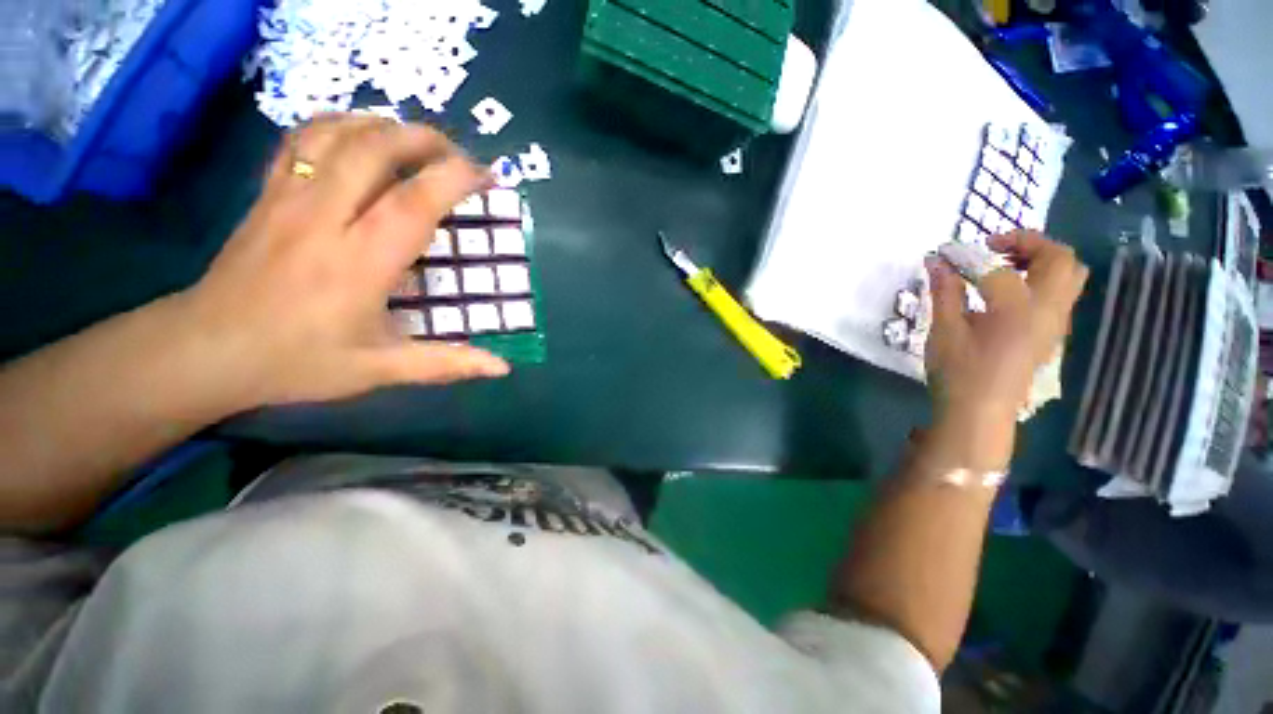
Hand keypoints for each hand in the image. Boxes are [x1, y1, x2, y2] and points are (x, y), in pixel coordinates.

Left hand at [179, 114, 509, 407]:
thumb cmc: (298, 361)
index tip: (486, 177)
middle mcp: (324, 218)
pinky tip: (360, 136)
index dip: (455, 179)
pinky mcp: (267, 193)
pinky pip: (302, 139)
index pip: (414, 202)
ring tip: (416, 142)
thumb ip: (446, 364)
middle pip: (375, 149)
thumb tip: (502, 368)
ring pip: (337, 133)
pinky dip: (338, 125)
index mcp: (359, 263)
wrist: (207, 349)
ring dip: (384, 126)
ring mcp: (289, 198)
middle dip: (425, 140)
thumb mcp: (379, 370)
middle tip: (458, 156)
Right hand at [925, 230, 1087, 427]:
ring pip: (1069, 274)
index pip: (997, 267)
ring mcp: (1056, 321)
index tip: (944, 254)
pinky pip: (1061, 292)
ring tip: (1003, 266)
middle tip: (992, 248)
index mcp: (1017, 309)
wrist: (980, 413)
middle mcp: (1048, 310)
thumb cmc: (959, 373)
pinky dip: (1041, 278)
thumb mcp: (945, 331)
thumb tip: (937, 261)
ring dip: (1041, 259)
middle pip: (1060, 258)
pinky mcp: (1052, 332)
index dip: (968, 255)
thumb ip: (944, 292)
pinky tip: (1007, 293)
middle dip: (1028, 243)